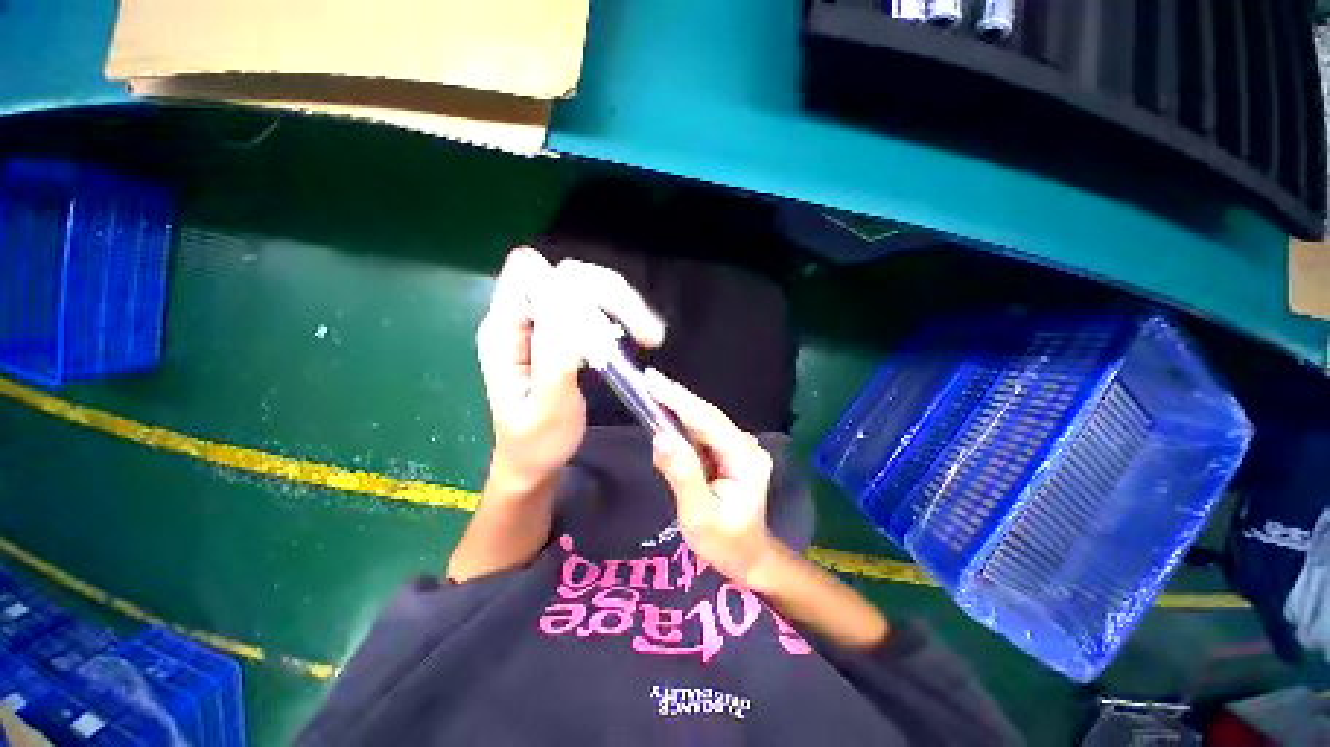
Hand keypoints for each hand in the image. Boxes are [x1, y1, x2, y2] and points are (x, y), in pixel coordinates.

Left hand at [477, 247, 664, 493]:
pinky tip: (637, 336)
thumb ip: (555, 351)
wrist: (533, 461)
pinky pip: (591, 307)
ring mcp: (541, 323)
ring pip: (586, 288)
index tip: (607, 319)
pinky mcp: (559, 333)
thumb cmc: (538, 441)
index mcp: (503, 330)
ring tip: (650, 336)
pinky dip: (618, 316)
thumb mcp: (549, 403)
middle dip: (611, 296)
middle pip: (568, 275)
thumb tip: (565, 296)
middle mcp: (519, 317)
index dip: (572, 284)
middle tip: (648, 333)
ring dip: (621, 306)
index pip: (530, 273)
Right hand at [646, 369, 777, 585]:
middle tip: (647, 380)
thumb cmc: (724, 542)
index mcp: (745, 458)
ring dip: (677, 407)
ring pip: (703, 421)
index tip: (653, 381)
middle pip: (706, 416)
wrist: (747, 557)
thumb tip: (661, 437)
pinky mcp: (728, 452)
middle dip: (676, 398)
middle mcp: (745, 446)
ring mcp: (738, 448)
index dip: (679, 399)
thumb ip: (682, 475)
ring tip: (651, 392)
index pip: (707, 421)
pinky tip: (666, 414)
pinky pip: (701, 433)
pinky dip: (682, 423)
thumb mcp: (699, 515)